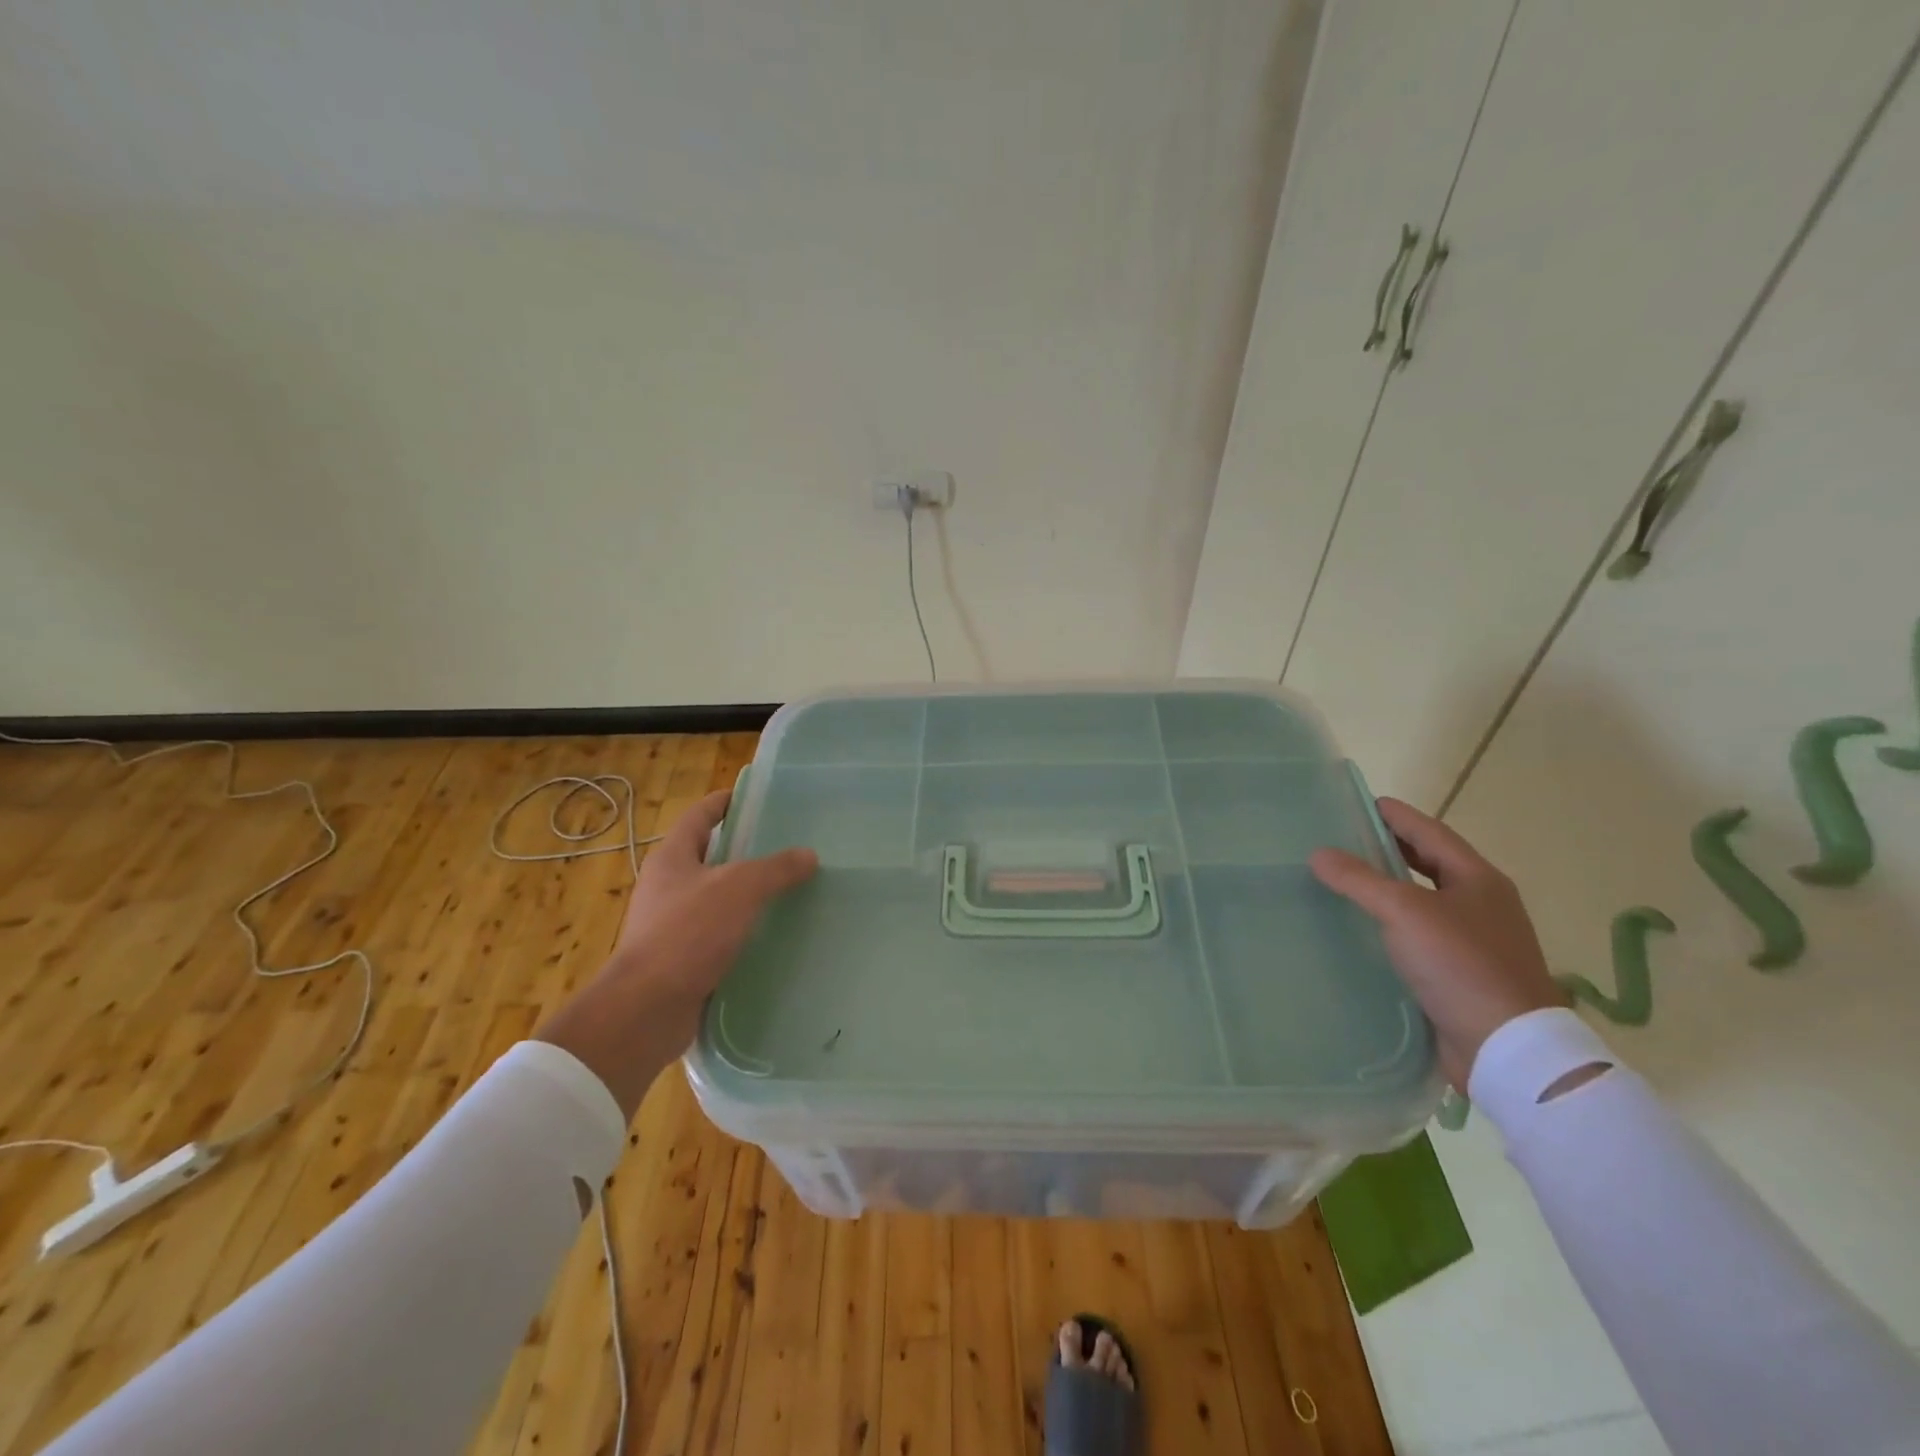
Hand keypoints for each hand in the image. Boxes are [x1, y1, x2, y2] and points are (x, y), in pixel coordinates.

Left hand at [536, 790, 817, 1117]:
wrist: (646, 1009)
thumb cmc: (688, 933)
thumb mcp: (739, 889)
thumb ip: (776, 868)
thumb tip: (808, 855)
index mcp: (672, 858)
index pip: (700, 816)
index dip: (726, 802)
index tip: (758, 797)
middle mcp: (668, 886)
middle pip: (710, 856)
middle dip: (746, 850)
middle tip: (789, 846)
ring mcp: (672, 924)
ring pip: (717, 898)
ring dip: (748, 894)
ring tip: (791, 890)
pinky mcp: (682, 959)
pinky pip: (719, 934)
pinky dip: (744, 931)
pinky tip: (774, 935)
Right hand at [1310, 797, 1565, 1091]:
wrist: (1506, 1047)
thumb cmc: (1461, 964)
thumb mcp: (1404, 912)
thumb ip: (1360, 879)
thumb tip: (1318, 853)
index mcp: (1478, 879)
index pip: (1430, 832)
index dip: (1395, 815)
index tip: (1359, 802)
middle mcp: (1481, 904)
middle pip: (1429, 863)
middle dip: (1390, 848)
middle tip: (1345, 838)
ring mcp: (1475, 940)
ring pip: (1424, 899)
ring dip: (1389, 886)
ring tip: (1346, 879)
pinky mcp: (1462, 973)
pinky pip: (1420, 934)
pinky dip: (1393, 922)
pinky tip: (1364, 928)